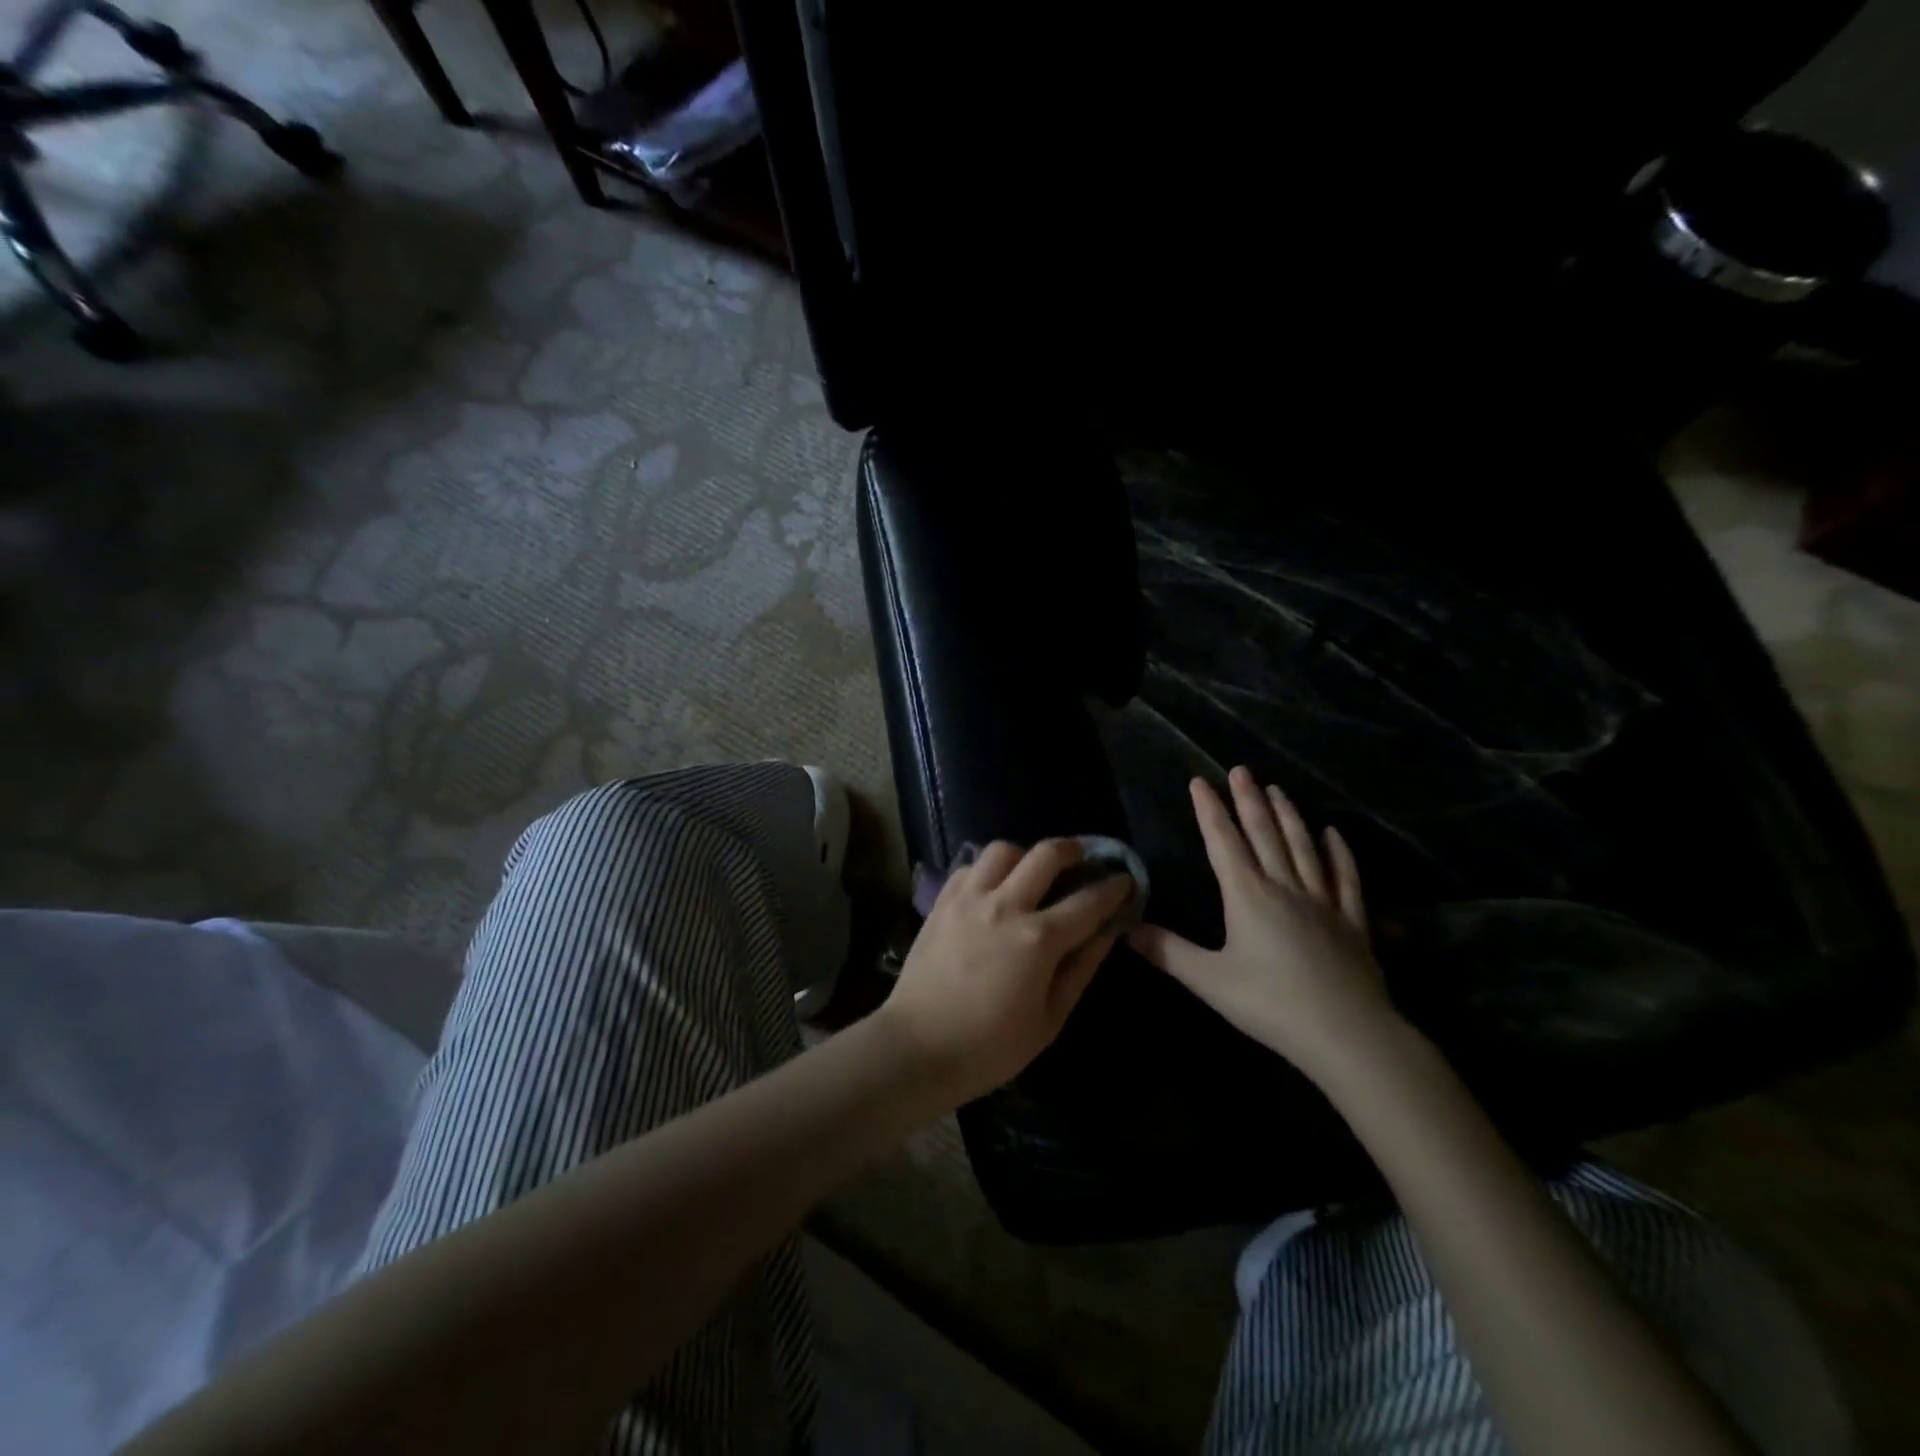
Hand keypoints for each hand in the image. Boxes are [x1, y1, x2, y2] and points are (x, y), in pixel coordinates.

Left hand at [878, 839, 1130, 1103]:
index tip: (1126, 880)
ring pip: (1003, 850)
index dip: (1113, 888)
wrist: (918, 1047)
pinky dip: (988, 870)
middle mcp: (1005, 906)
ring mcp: (969, 899)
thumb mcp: (1049, 1020)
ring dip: (1025, 856)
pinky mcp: (942, 902)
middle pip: (1046, 854)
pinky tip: (993, 889)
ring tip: (1031, 874)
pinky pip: (970, 867)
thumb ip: (1080, 970)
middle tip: (1083, 858)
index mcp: (1038, 939)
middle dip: (1074, 849)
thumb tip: (1106, 934)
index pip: (1088, 901)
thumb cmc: (990, 1047)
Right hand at [1129, 769, 1399, 1083]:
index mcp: (1248, 896)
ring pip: (1303, 847)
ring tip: (1277, 789)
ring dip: (1288, 816)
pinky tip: (1333, 833)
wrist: (1348, 1036)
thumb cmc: (1272, 1005)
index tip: (1199, 781)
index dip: (1209, 810)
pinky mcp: (1352, 922)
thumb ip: (1168, 952)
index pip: (1224, 843)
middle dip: (1248, 800)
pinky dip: (1339, 852)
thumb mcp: (1210, 980)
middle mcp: (1285, 887)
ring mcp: (1323, 902)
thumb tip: (1125, 928)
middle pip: (1264, 834)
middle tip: (1240, 770)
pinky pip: (1345, 878)